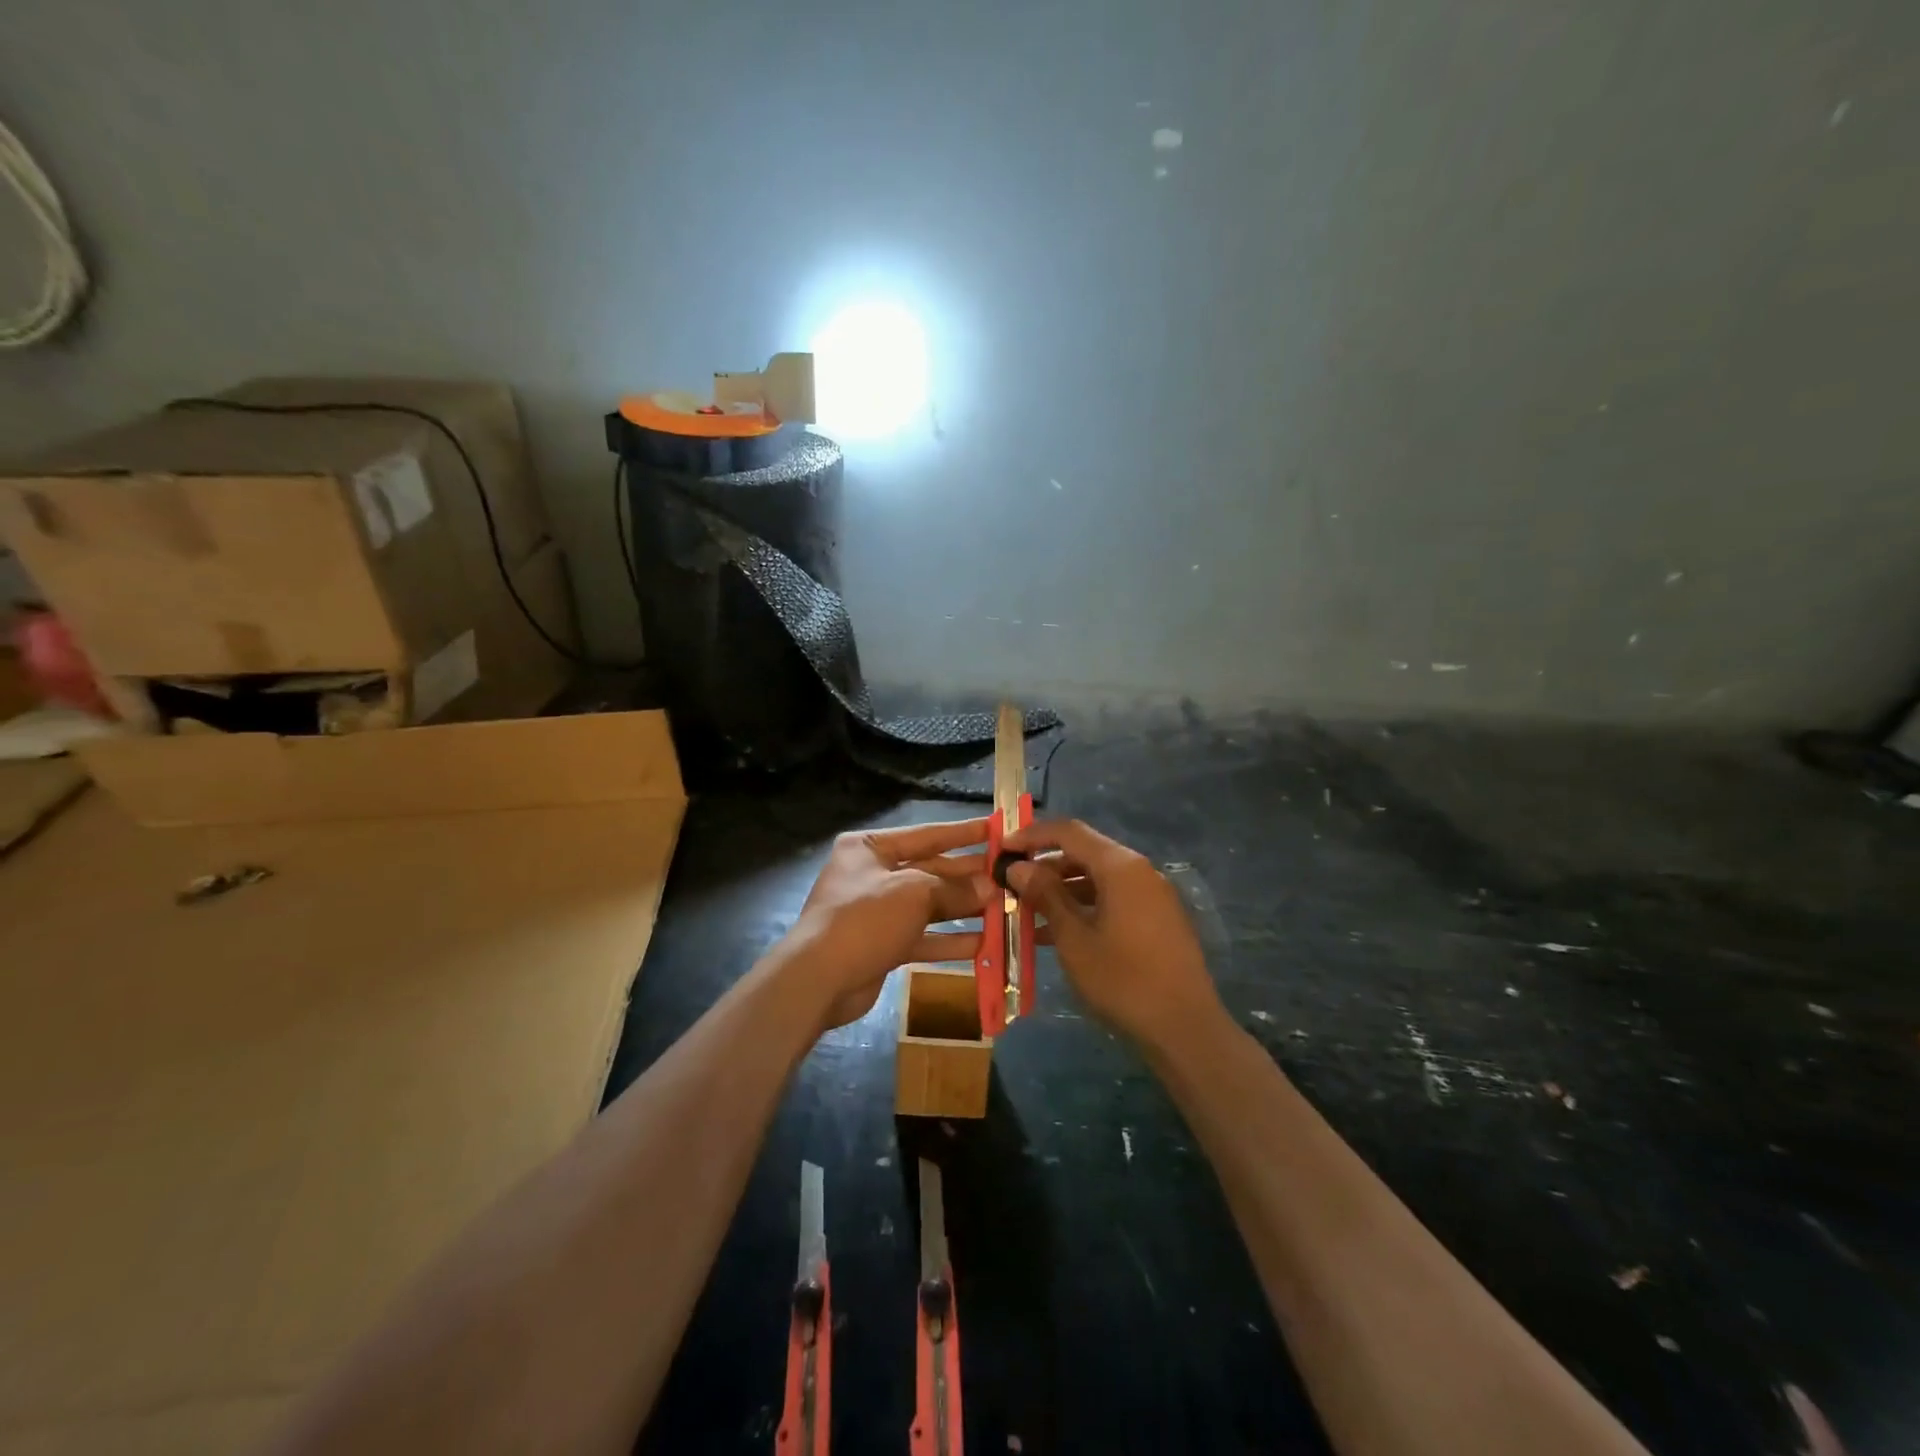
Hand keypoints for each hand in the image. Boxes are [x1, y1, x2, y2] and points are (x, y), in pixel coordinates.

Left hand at [784, 818, 993, 1029]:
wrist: (818, 979)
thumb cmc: (865, 919)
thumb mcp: (914, 894)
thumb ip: (954, 890)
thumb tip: (990, 889)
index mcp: (870, 848)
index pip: (925, 835)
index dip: (961, 833)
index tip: (995, 830)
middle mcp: (872, 874)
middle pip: (929, 871)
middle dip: (966, 876)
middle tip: (1006, 876)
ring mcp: (876, 912)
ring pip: (928, 906)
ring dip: (963, 909)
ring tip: (1001, 910)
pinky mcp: (882, 944)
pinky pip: (922, 936)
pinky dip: (948, 940)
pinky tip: (982, 943)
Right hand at [1003, 818, 1222, 1049]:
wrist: (1185, 1028)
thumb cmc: (1123, 979)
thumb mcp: (1074, 938)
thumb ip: (1046, 895)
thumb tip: (1019, 867)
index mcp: (1120, 866)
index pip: (1069, 832)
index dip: (1032, 835)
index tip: (1001, 847)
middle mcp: (1139, 871)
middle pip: (1084, 853)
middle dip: (1045, 865)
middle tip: (1010, 882)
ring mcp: (1151, 896)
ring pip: (1096, 879)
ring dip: (1060, 889)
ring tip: (1024, 909)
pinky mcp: (1156, 919)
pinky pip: (1111, 900)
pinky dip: (1082, 907)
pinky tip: (1054, 933)